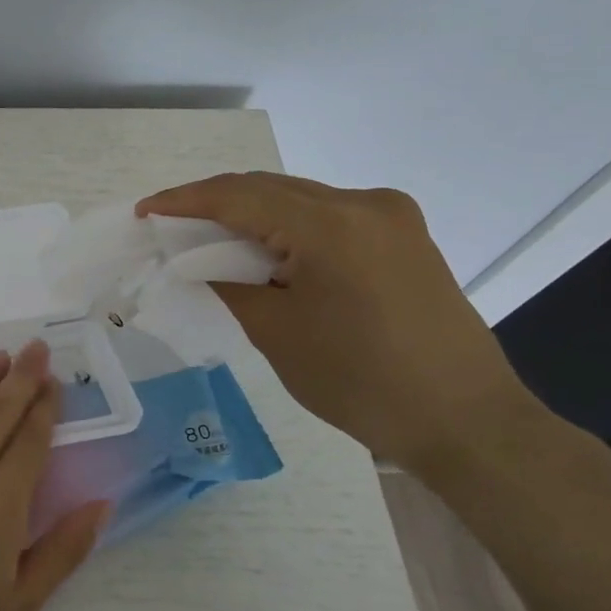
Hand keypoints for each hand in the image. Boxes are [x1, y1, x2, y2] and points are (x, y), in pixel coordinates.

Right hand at [138, 172, 538, 473]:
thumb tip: (197, 259)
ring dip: (251, 215)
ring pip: (298, 199)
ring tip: (209, 241)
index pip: (239, 196)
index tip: (145, 211)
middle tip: (170, 227)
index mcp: (332, 225)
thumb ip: (228, 282)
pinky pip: (327, 216)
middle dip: (214, 204)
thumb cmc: (361, 383)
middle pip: (269, 189)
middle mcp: (364, 203)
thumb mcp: (277, 333)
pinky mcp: (403, 235)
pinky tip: (265, 251)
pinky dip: (287, 227)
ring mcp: (391, 215)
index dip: (184, 200)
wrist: (465, 421)